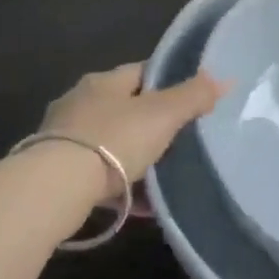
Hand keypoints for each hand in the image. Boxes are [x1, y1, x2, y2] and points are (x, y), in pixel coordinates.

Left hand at [38, 63, 224, 185]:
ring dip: (134, 158)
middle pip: (123, 108)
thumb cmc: (113, 140)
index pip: (140, 73)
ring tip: (163, 176)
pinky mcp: (55, 174)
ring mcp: (63, 139)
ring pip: (110, 144)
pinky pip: (98, 177)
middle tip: (180, 141)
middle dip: (149, 124)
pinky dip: (121, 188)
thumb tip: (224, 78)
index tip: (189, 99)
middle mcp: (79, 103)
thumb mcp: (162, 114)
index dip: (166, 83)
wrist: (54, 189)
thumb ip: (193, 96)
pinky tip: (142, 205)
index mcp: (103, 82)